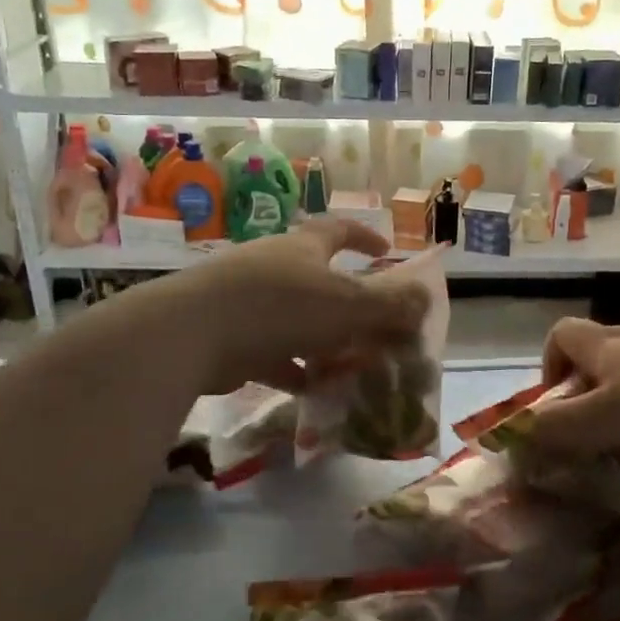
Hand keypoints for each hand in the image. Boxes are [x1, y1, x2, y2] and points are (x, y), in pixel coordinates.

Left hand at [172, 219, 428, 392]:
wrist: (193, 333)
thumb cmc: (281, 307)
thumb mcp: (347, 305)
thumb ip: (390, 305)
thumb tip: (426, 298)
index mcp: (303, 248)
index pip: (339, 231)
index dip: (365, 239)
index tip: (386, 253)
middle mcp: (274, 267)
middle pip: (317, 279)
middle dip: (346, 301)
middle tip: (372, 325)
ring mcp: (247, 302)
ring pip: (294, 320)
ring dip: (321, 339)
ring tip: (349, 363)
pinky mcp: (229, 337)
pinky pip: (271, 352)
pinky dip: (292, 368)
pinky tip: (311, 389)